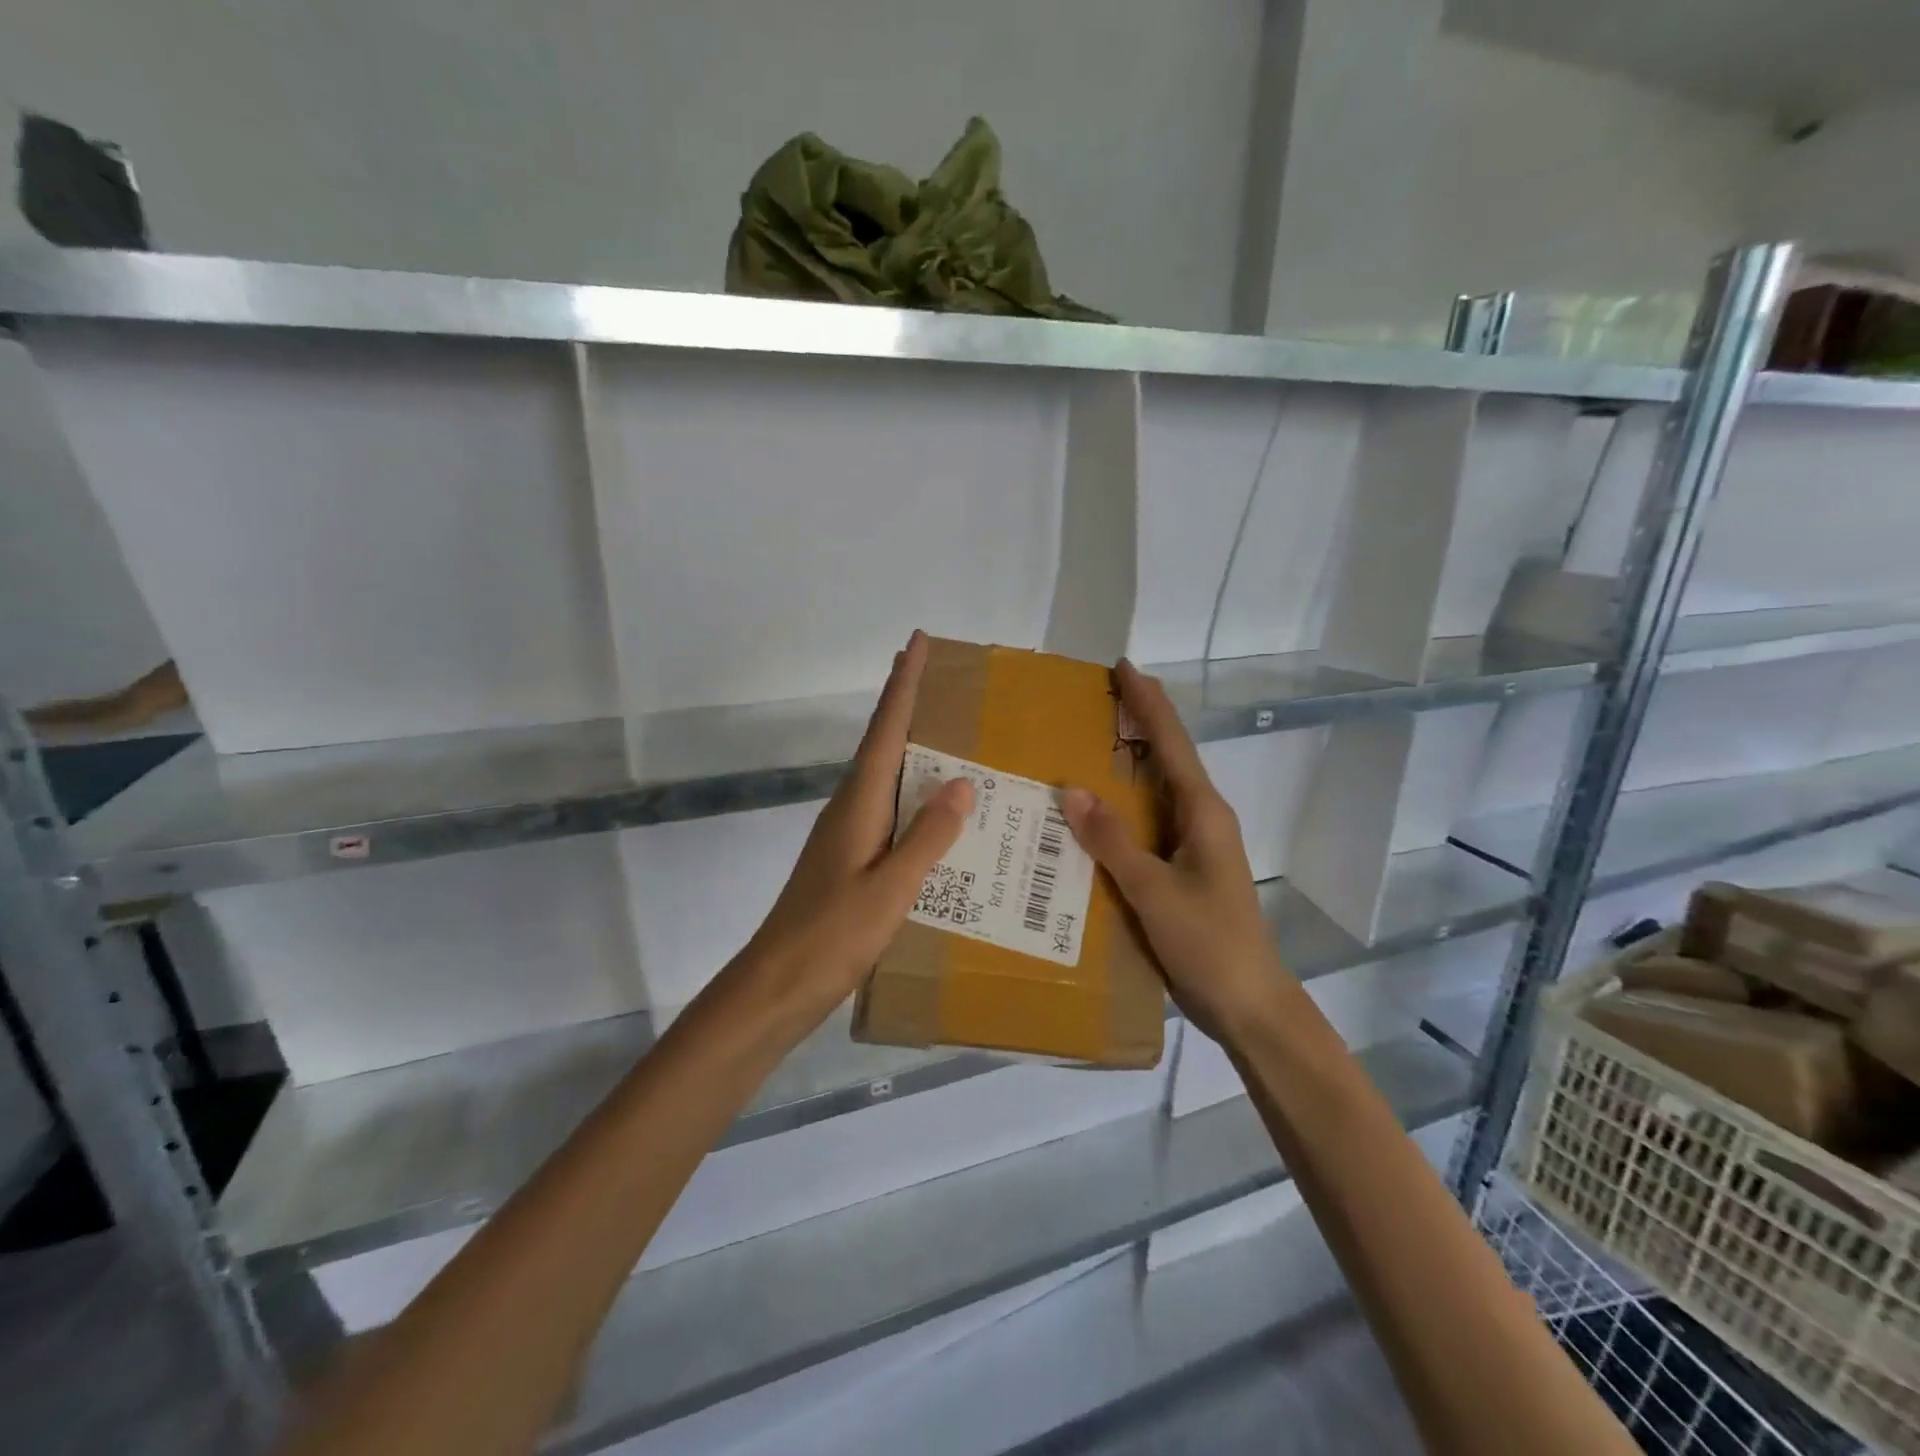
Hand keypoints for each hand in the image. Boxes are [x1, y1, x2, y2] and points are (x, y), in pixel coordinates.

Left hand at [734, 631, 974, 1036]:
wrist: (777, 984)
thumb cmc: (832, 935)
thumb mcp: (890, 887)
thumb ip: (928, 836)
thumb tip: (961, 781)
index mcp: (859, 803)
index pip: (886, 730)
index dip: (904, 685)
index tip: (917, 643)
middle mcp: (851, 808)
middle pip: (882, 743)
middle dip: (907, 705)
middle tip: (941, 677)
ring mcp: (847, 833)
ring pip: (885, 775)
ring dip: (911, 747)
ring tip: (951, 734)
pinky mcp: (849, 858)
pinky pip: (888, 808)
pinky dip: (912, 793)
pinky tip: (935, 812)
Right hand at [1060, 660, 1289, 1041]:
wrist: (1249, 1005)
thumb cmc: (1209, 943)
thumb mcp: (1155, 891)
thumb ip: (1113, 841)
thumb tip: (1071, 789)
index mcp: (1202, 812)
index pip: (1171, 742)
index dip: (1147, 702)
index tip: (1123, 666)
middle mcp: (1202, 818)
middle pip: (1167, 756)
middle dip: (1137, 723)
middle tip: (1094, 700)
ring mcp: (1195, 844)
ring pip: (1157, 789)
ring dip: (1129, 762)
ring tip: (1087, 743)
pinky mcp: (1184, 868)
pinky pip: (1148, 823)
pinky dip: (1123, 806)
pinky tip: (1096, 813)